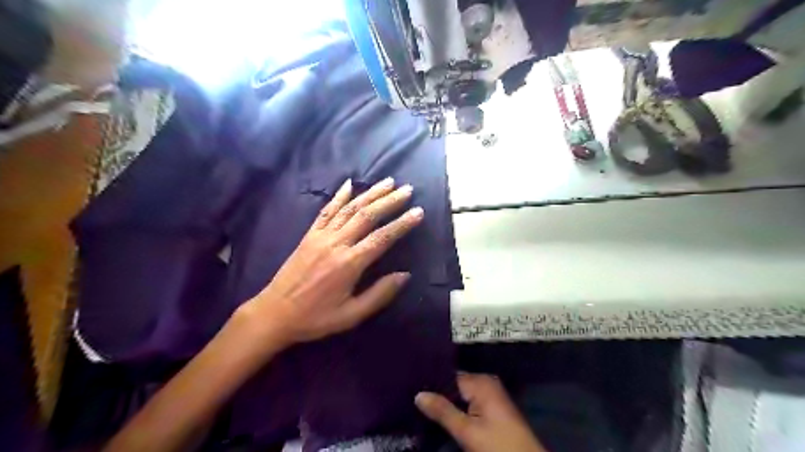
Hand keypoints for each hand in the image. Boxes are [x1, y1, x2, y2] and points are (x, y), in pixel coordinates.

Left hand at [239, 176, 422, 348]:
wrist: (275, 313)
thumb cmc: (316, 318)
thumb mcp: (351, 315)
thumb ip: (379, 294)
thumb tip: (404, 275)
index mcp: (349, 264)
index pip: (382, 238)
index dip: (402, 224)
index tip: (418, 212)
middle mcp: (336, 244)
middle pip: (367, 216)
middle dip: (389, 201)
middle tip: (407, 190)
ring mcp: (321, 236)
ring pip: (349, 209)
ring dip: (370, 193)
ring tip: (388, 182)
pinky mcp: (309, 235)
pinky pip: (326, 211)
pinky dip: (339, 196)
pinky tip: (349, 184)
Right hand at [415, 372, 546, 450]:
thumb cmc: (498, 446)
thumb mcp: (467, 431)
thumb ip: (442, 411)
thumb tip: (418, 394)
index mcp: (480, 382)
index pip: (447, 375)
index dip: (430, 382)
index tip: (410, 386)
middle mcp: (485, 383)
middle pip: (453, 384)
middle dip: (436, 393)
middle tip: (412, 399)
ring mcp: (490, 395)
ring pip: (460, 394)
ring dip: (445, 402)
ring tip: (421, 406)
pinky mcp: (492, 408)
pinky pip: (468, 402)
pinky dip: (456, 409)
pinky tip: (441, 415)